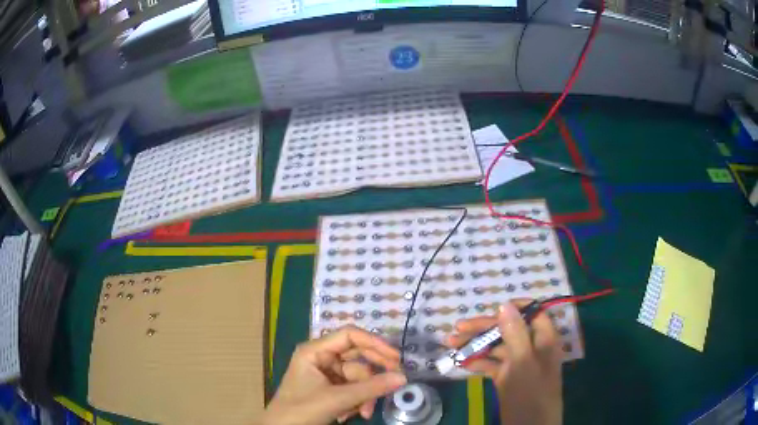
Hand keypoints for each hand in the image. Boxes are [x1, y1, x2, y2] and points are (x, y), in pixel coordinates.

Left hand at [262, 325, 406, 424]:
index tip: (396, 357)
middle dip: (373, 376)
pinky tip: (348, 416)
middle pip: (357, 358)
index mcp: (315, 351)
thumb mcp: (338, 399)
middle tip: (395, 382)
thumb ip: (371, 388)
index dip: (374, 343)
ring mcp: (326, 374)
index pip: (350, 335)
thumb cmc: (302, 409)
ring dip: (364, 396)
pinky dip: (356, 402)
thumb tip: (403, 378)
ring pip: (357, 378)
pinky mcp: (329, 389)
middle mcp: (321, 358)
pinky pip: (352, 389)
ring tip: (364, 414)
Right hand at [446, 300, 562, 424]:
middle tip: (458, 328)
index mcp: (544, 340)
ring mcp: (519, 364)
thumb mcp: (522, 362)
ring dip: (476, 345)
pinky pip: (492, 364)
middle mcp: (532, 348)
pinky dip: (477, 362)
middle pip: (509, 329)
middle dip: (484, 328)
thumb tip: (505, 303)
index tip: (491, 308)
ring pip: (497, 347)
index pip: (533, 313)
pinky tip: (461, 363)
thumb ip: (515, 333)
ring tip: (451, 344)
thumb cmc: (529, 393)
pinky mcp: (507, 378)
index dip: (514, 308)